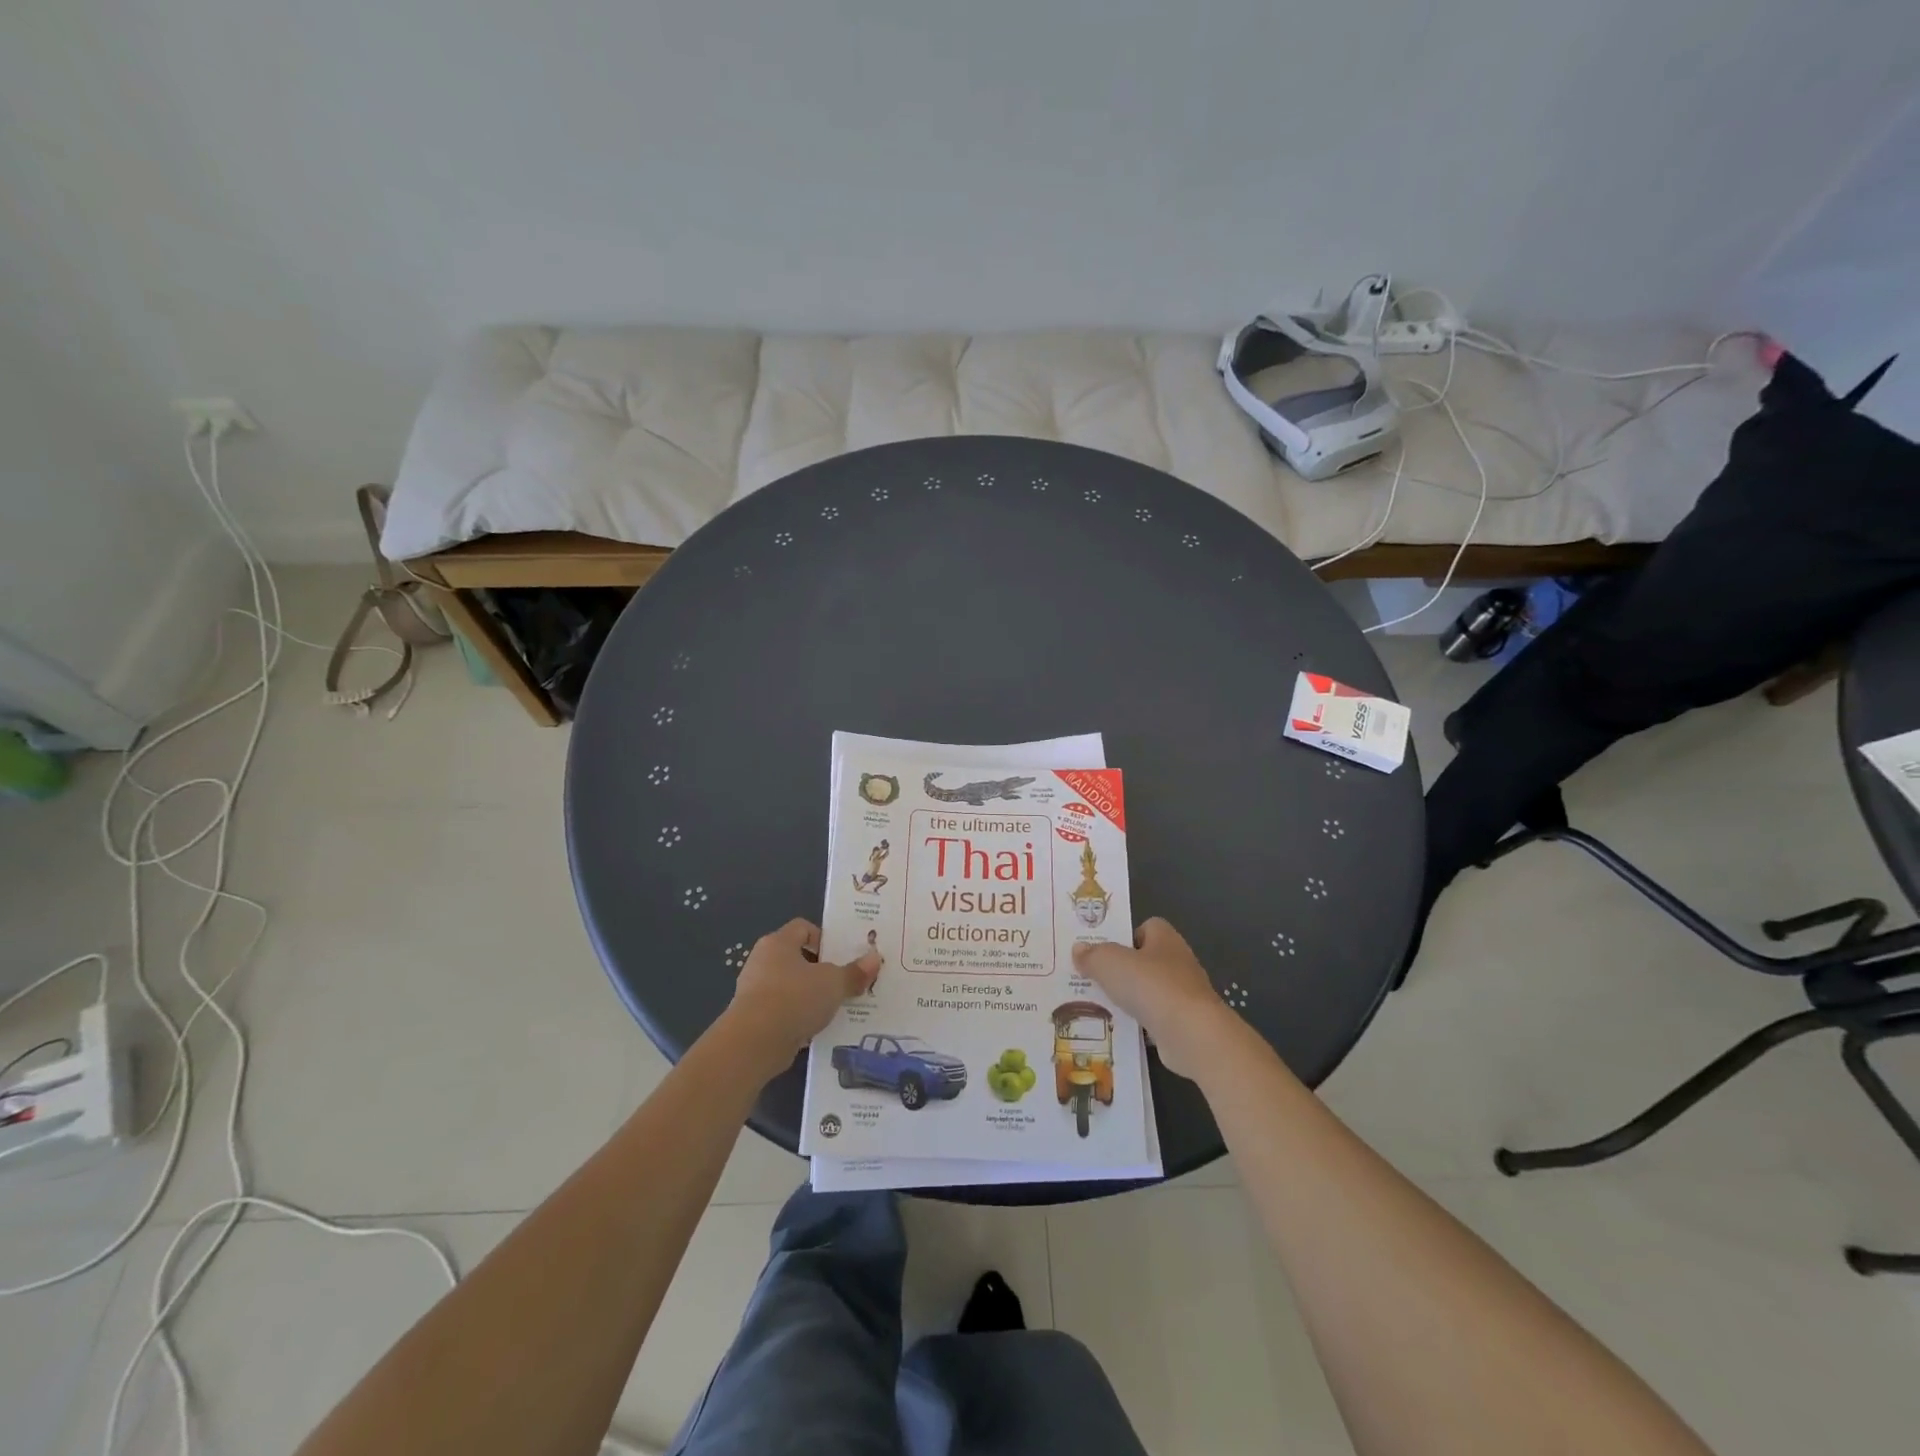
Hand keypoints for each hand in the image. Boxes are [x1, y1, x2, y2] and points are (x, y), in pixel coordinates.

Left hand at [721, 919, 880, 1081]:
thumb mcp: (833, 983)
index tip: (842, 956)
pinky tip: (816, 1029)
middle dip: (821, 970)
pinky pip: (783, 1011)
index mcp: (778, 943)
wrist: (753, 1043)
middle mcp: (762, 961)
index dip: (824, 938)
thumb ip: (854, 972)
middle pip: (797, 958)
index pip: (802, 928)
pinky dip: (798, 1017)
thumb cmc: (794, 998)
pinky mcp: (753, 1019)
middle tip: (844, 982)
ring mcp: (754, 991)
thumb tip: (875, 958)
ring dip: (810, 996)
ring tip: (834, 1008)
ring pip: (791, 987)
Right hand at [1072, 919, 1235, 1078]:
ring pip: (1148, 991)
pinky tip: (1118, 1028)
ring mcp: (1184, 994)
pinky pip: (1154, 1017)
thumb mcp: (1110, 963)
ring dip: (1128, 997)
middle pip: (1145, 960)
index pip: (1145, 927)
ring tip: (1098, 1004)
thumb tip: (1079, 949)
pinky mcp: (1184, 1023)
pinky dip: (1138, 1023)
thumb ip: (1092, 955)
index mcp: (1165, 938)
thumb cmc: (1152, 986)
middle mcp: (1178, 961)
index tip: (1102, 950)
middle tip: (1092, 977)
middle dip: (1121, 969)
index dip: (1124, 936)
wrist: (1192, 1035)